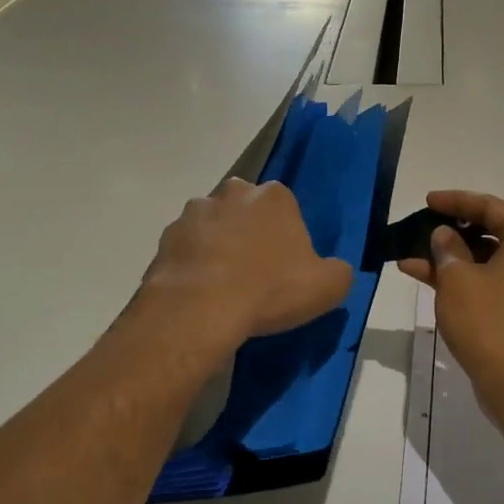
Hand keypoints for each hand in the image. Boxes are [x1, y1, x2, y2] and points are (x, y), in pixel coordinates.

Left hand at [138, 178, 354, 350]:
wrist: (200, 309)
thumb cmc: (270, 290)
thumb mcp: (328, 287)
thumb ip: (338, 272)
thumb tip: (334, 271)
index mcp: (274, 196)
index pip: (285, 207)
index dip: (286, 236)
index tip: (286, 266)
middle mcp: (233, 193)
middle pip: (246, 210)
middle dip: (249, 233)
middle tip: (255, 273)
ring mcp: (194, 213)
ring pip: (213, 226)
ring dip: (218, 246)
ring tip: (223, 286)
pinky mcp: (165, 238)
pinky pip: (186, 250)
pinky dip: (192, 265)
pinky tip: (199, 294)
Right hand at [398, 190, 503, 416]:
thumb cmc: (488, 324)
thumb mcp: (457, 280)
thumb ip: (447, 248)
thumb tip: (445, 234)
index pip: (490, 207)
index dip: (455, 201)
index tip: (427, 201)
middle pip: (492, 230)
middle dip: (452, 230)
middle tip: (422, 225)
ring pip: (488, 258)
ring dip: (452, 257)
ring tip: (412, 256)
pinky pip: (493, 280)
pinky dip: (465, 278)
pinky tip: (426, 277)